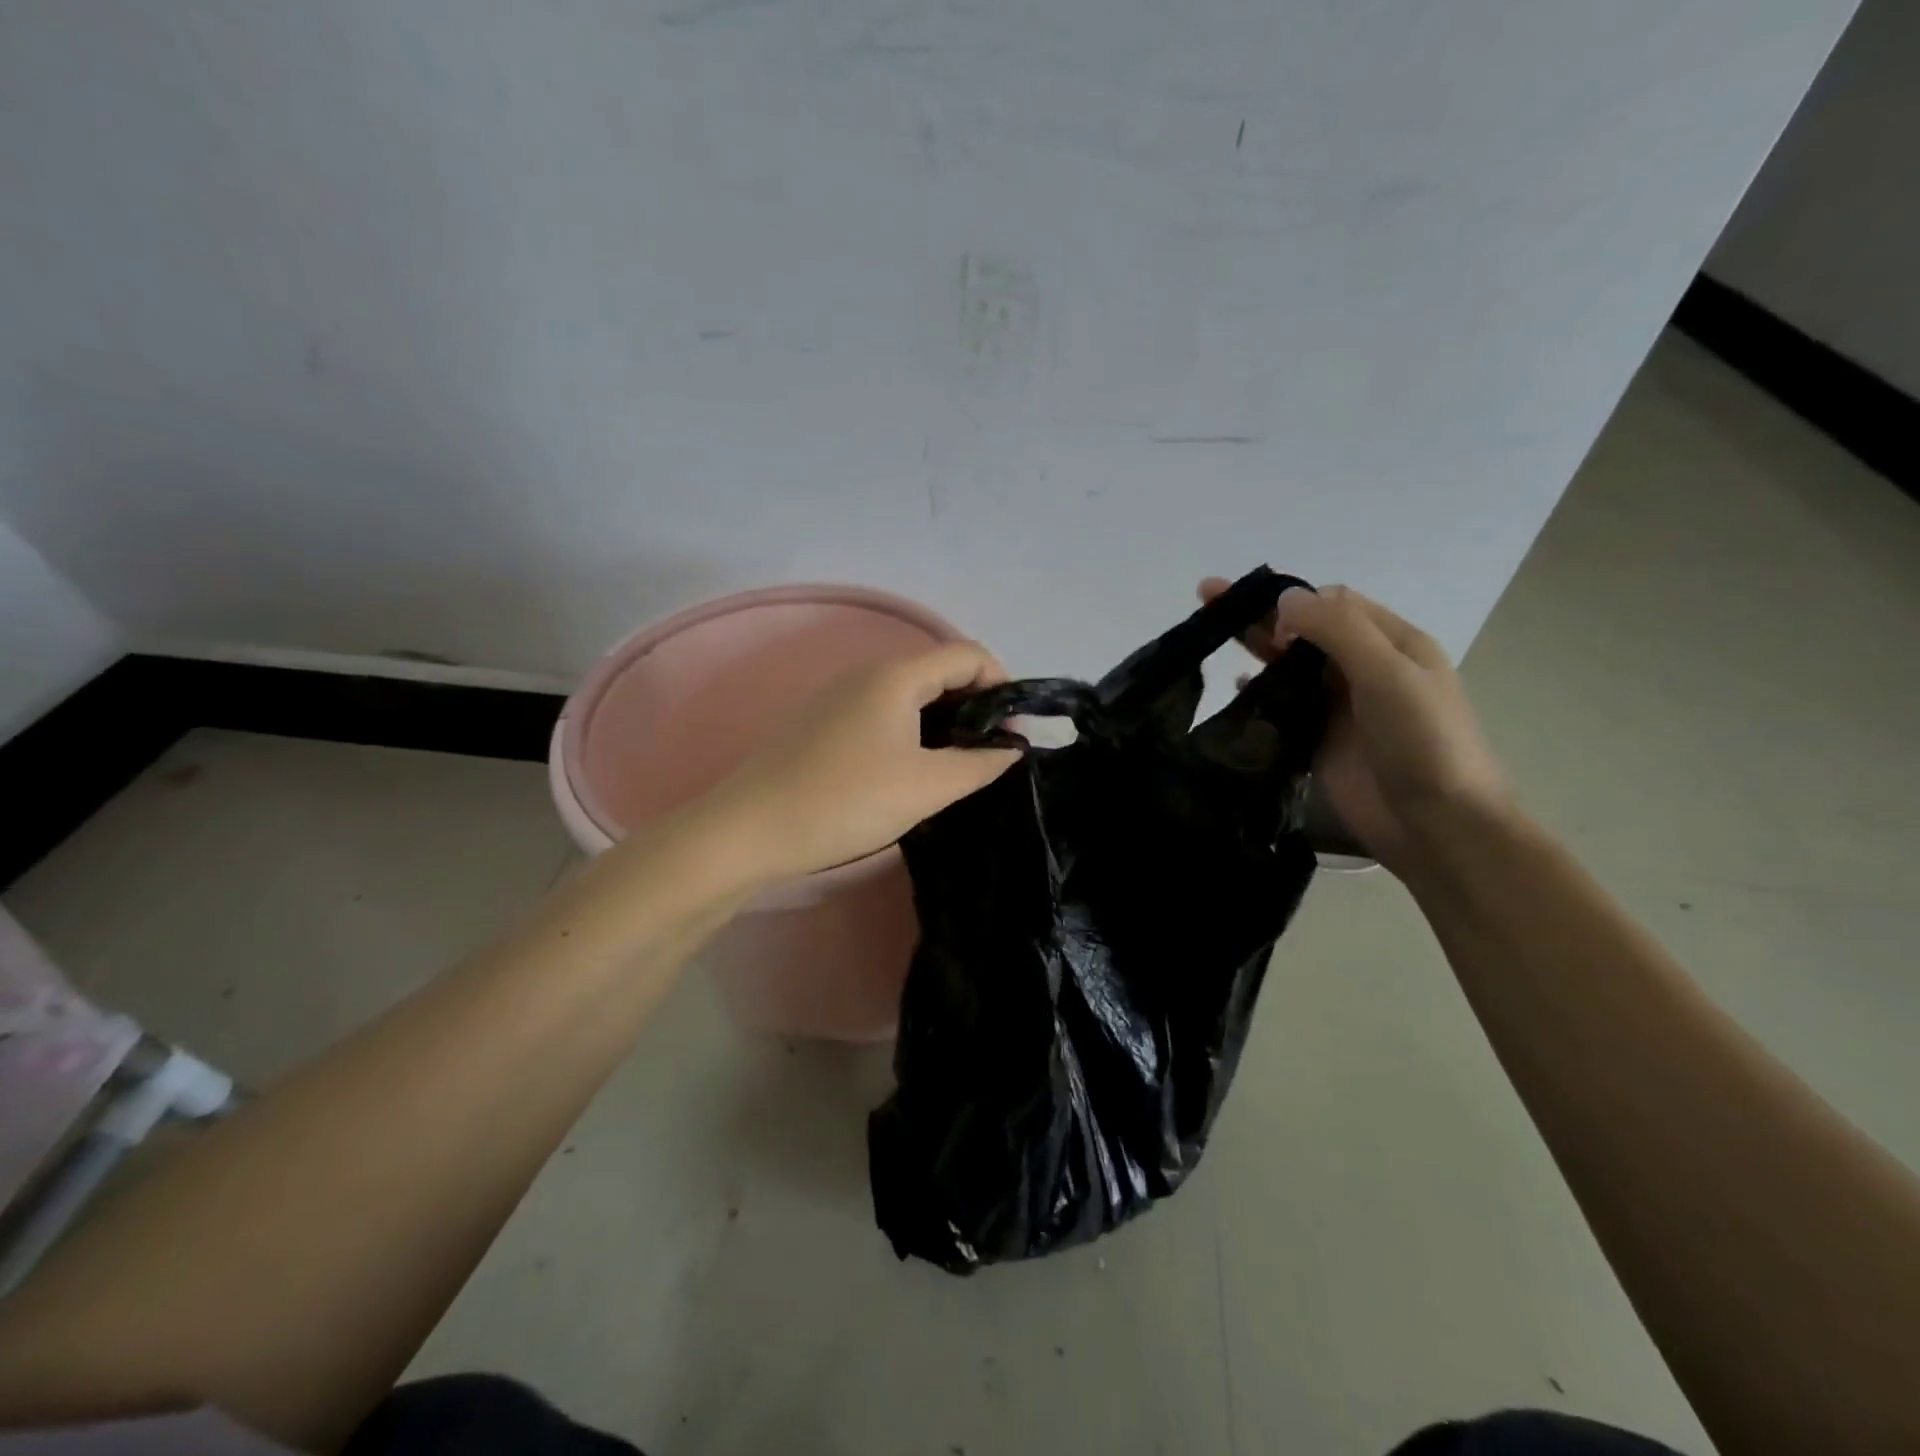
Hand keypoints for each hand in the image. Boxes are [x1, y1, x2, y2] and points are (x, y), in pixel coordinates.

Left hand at [703, 642, 1021, 883]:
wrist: (749, 830)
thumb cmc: (846, 800)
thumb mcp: (926, 787)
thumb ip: (979, 765)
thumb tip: (1012, 749)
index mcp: (896, 676)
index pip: (967, 654)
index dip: (1001, 685)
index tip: (1015, 731)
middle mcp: (867, 674)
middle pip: (938, 671)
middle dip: (975, 705)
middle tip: (992, 754)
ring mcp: (840, 698)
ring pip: (909, 695)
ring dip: (944, 722)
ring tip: (958, 767)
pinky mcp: (823, 724)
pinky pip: (883, 714)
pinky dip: (912, 732)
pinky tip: (912, 771)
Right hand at [1200, 579, 1511, 872]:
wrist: (1435, 823)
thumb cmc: (1423, 742)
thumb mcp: (1389, 673)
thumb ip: (1338, 631)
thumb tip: (1285, 597)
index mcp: (1391, 643)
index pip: (1333, 603)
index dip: (1293, 601)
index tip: (1265, 621)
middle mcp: (1362, 667)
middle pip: (1304, 629)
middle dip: (1259, 612)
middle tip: (1207, 597)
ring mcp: (1338, 704)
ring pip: (1288, 665)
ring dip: (1254, 647)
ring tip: (1207, 636)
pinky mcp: (1316, 738)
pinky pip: (1281, 704)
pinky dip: (1256, 690)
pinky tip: (1233, 687)